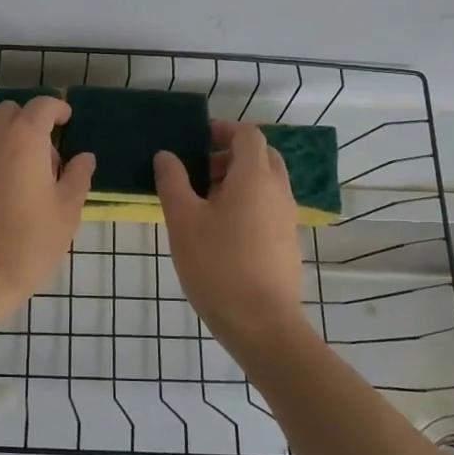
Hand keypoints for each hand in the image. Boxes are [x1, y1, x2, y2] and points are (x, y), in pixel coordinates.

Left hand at [0, 97, 94, 320]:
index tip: (66, 121)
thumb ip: (78, 177)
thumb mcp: (66, 213)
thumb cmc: (28, 244)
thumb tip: (84, 157)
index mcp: (23, 141)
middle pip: (8, 113)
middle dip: (28, 123)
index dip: (56, 109)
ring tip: (19, 184)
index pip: (41, 106)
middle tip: (44, 157)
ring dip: (6, 146)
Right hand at [155, 121, 308, 355]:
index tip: (196, 138)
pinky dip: (247, 203)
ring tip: (203, 204)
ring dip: (237, 181)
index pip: (247, 134)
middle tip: (198, 172)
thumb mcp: (183, 220)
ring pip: (265, 182)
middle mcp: (278, 190)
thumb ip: (173, 181)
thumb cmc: (218, 265)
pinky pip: (268, 206)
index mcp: (255, 177)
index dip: (222, 129)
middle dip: (229, 155)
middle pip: (260, 155)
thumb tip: (166, 155)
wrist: (262, 325)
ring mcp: (287, 217)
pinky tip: (220, 231)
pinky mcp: (287, 241)